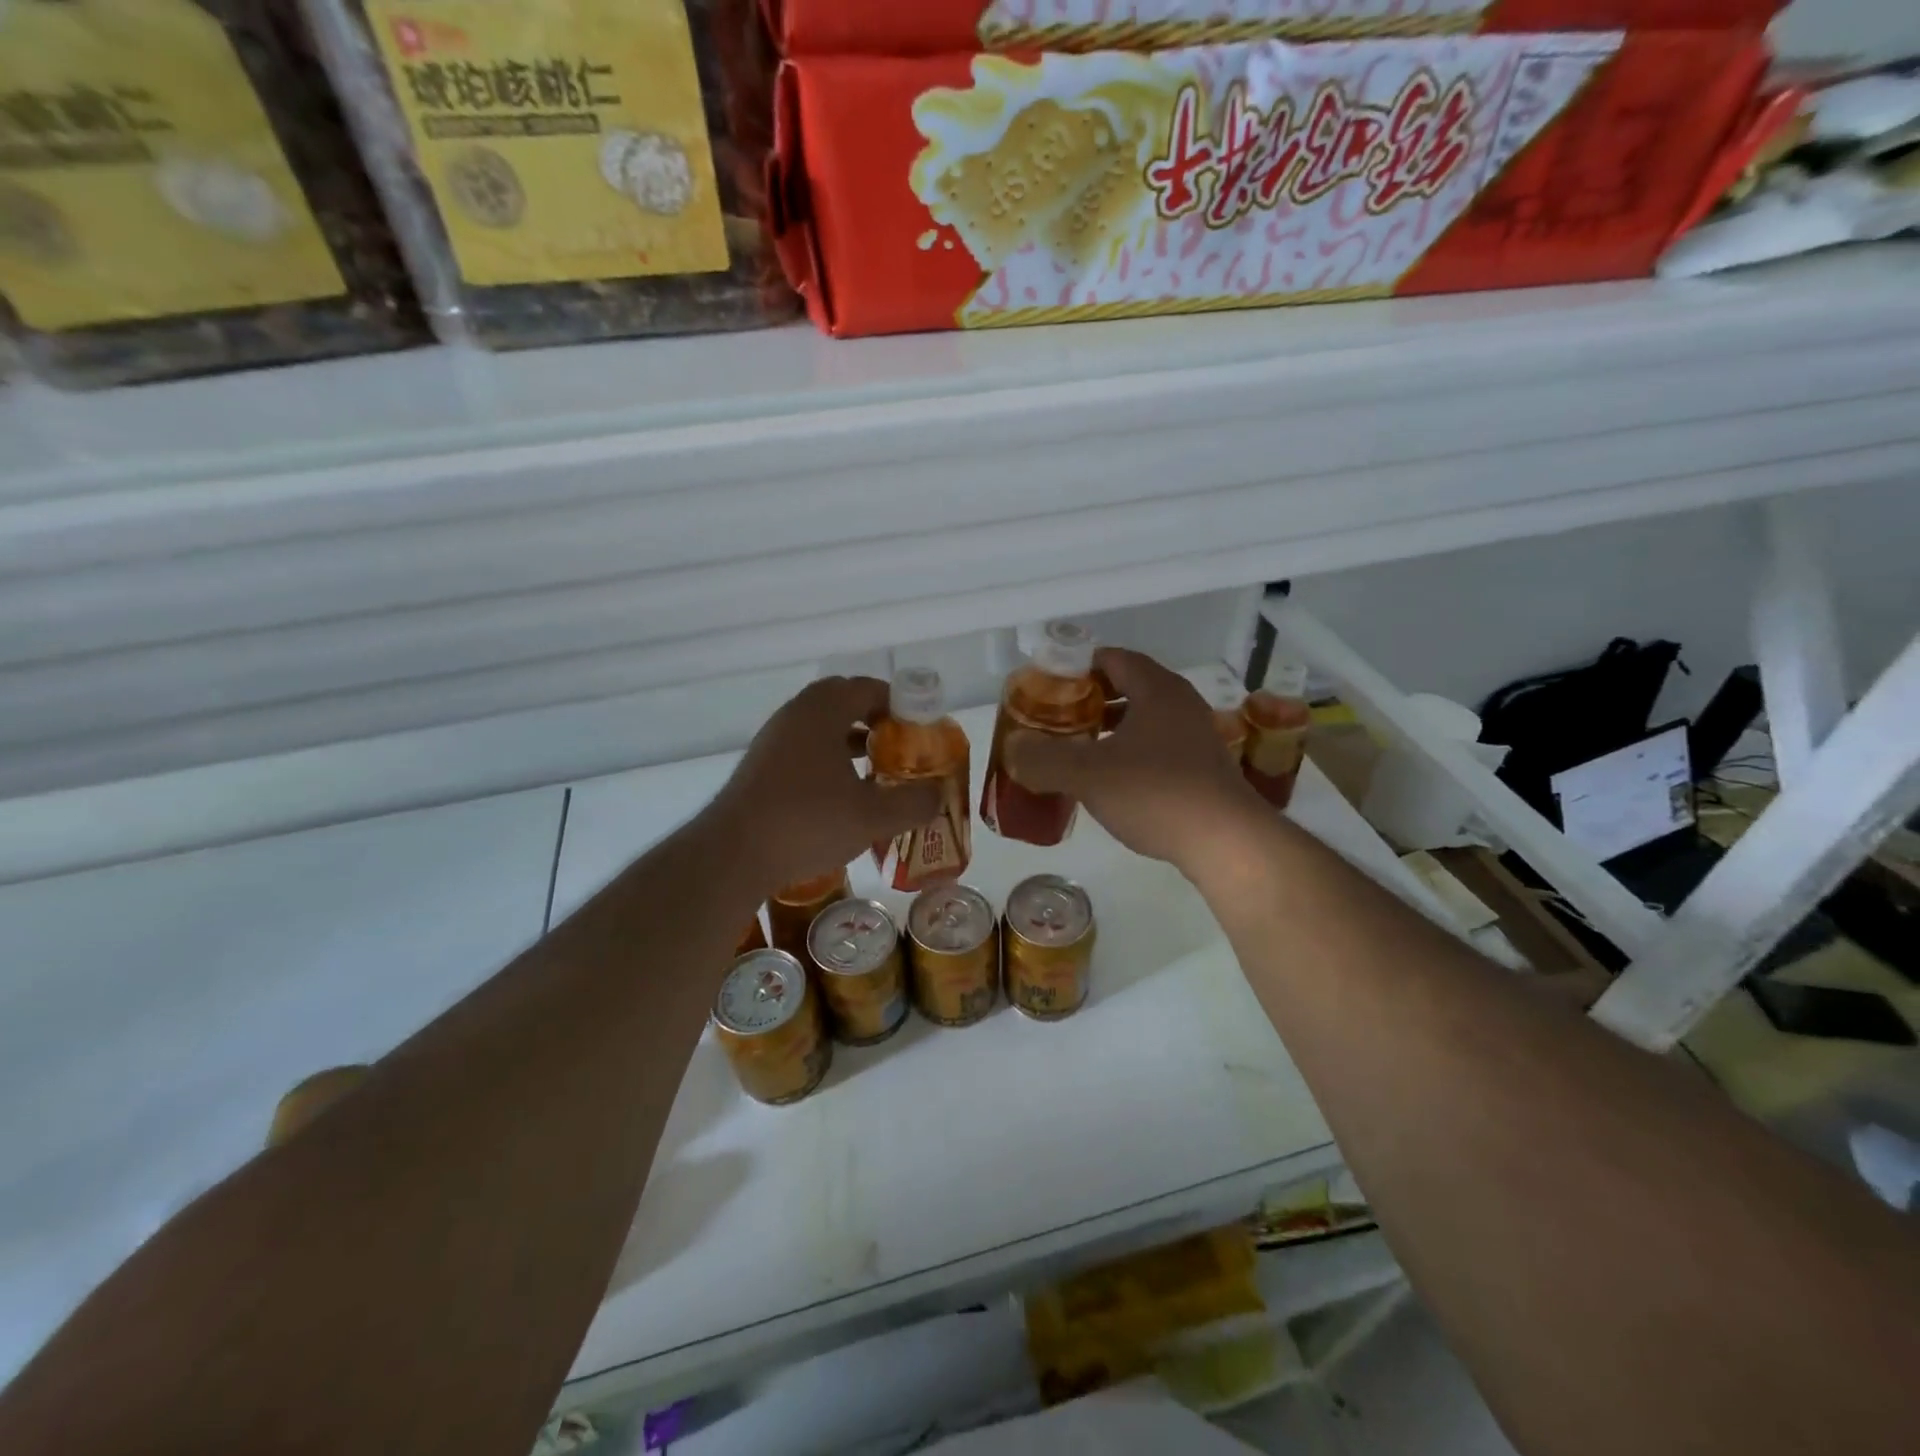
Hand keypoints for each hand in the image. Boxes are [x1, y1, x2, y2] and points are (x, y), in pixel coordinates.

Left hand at [709, 677, 941, 893]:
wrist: (733, 854)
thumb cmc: (807, 822)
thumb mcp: (873, 817)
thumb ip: (913, 803)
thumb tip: (938, 796)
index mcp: (823, 711)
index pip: (869, 688)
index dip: (900, 704)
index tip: (921, 729)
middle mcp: (796, 714)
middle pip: (843, 701)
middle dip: (876, 719)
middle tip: (901, 746)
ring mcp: (774, 739)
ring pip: (822, 725)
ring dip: (851, 740)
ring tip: (877, 769)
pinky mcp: (761, 765)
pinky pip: (804, 746)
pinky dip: (829, 757)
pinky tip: (842, 791)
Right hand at [1005, 649, 1263, 867]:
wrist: (1226, 842)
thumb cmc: (1155, 792)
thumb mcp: (1087, 774)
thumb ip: (1043, 758)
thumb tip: (1013, 749)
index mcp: (1156, 689)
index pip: (1113, 659)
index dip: (1078, 667)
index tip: (1049, 687)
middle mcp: (1181, 704)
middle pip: (1129, 686)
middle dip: (1091, 700)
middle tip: (1059, 718)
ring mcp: (1197, 736)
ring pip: (1145, 719)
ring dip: (1112, 729)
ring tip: (1079, 748)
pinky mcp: (1204, 769)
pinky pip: (1159, 746)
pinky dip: (1132, 752)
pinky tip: (1113, 780)